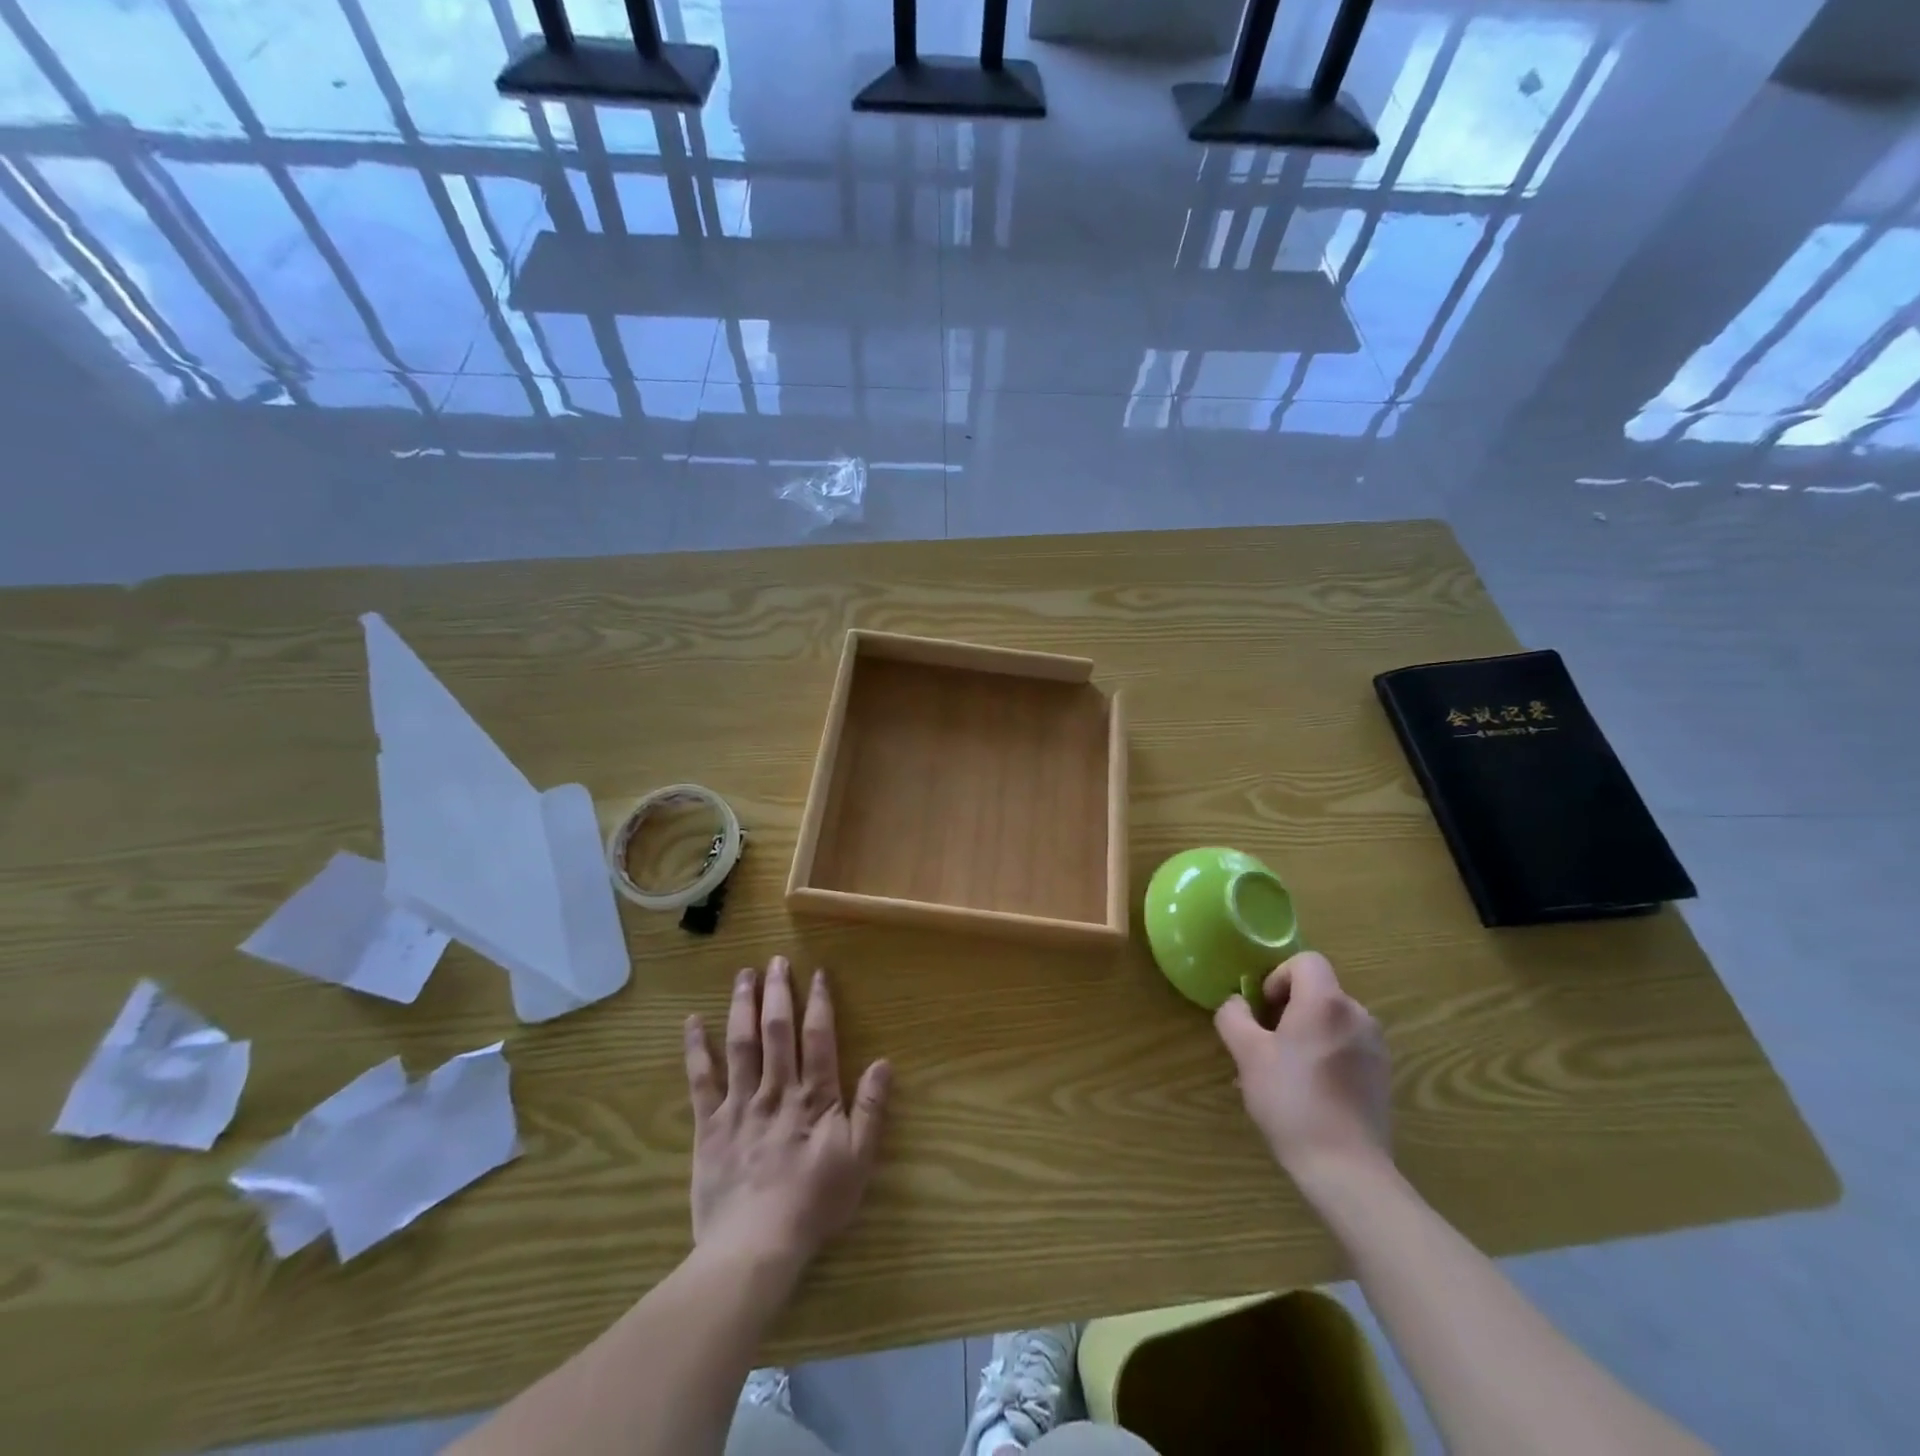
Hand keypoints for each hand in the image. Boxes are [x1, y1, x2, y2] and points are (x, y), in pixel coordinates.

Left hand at [683, 958, 890, 1271]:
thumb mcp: (858, 1160)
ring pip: (741, 1044)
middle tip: (775, 960)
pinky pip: (701, 1080)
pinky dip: (696, 1049)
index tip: (816, 973)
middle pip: (777, 1030)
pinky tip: (691, 1022)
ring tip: (743, 974)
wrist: (755, 1245)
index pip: (819, 1037)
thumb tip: (883, 1062)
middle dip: (777, 992)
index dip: (818, 1003)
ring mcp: (740, 1104)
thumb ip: (872, 1109)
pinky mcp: (710, 1125)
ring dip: (742, 1006)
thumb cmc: (813, 1203)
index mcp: (814, 1096)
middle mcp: (777, 1089)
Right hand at [1213, 951, 1391, 1184]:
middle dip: (1288, 1008)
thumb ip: (1234, 1016)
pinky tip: (1309, 1092)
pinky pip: (1347, 1047)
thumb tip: (1237, 1003)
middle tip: (1265, 1043)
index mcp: (1326, 1002)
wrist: (1346, 1168)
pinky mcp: (1383, 1076)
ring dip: (1306, 1033)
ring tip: (1283, 1072)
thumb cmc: (1291, 1100)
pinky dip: (1326, 1055)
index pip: (1306, 961)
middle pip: (1318, 991)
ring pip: (1332, 1021)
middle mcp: (1357, 1016)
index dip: (1278, 976)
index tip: (1264, 1009)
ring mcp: (1376, 1047)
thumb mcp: (1247, 1054)